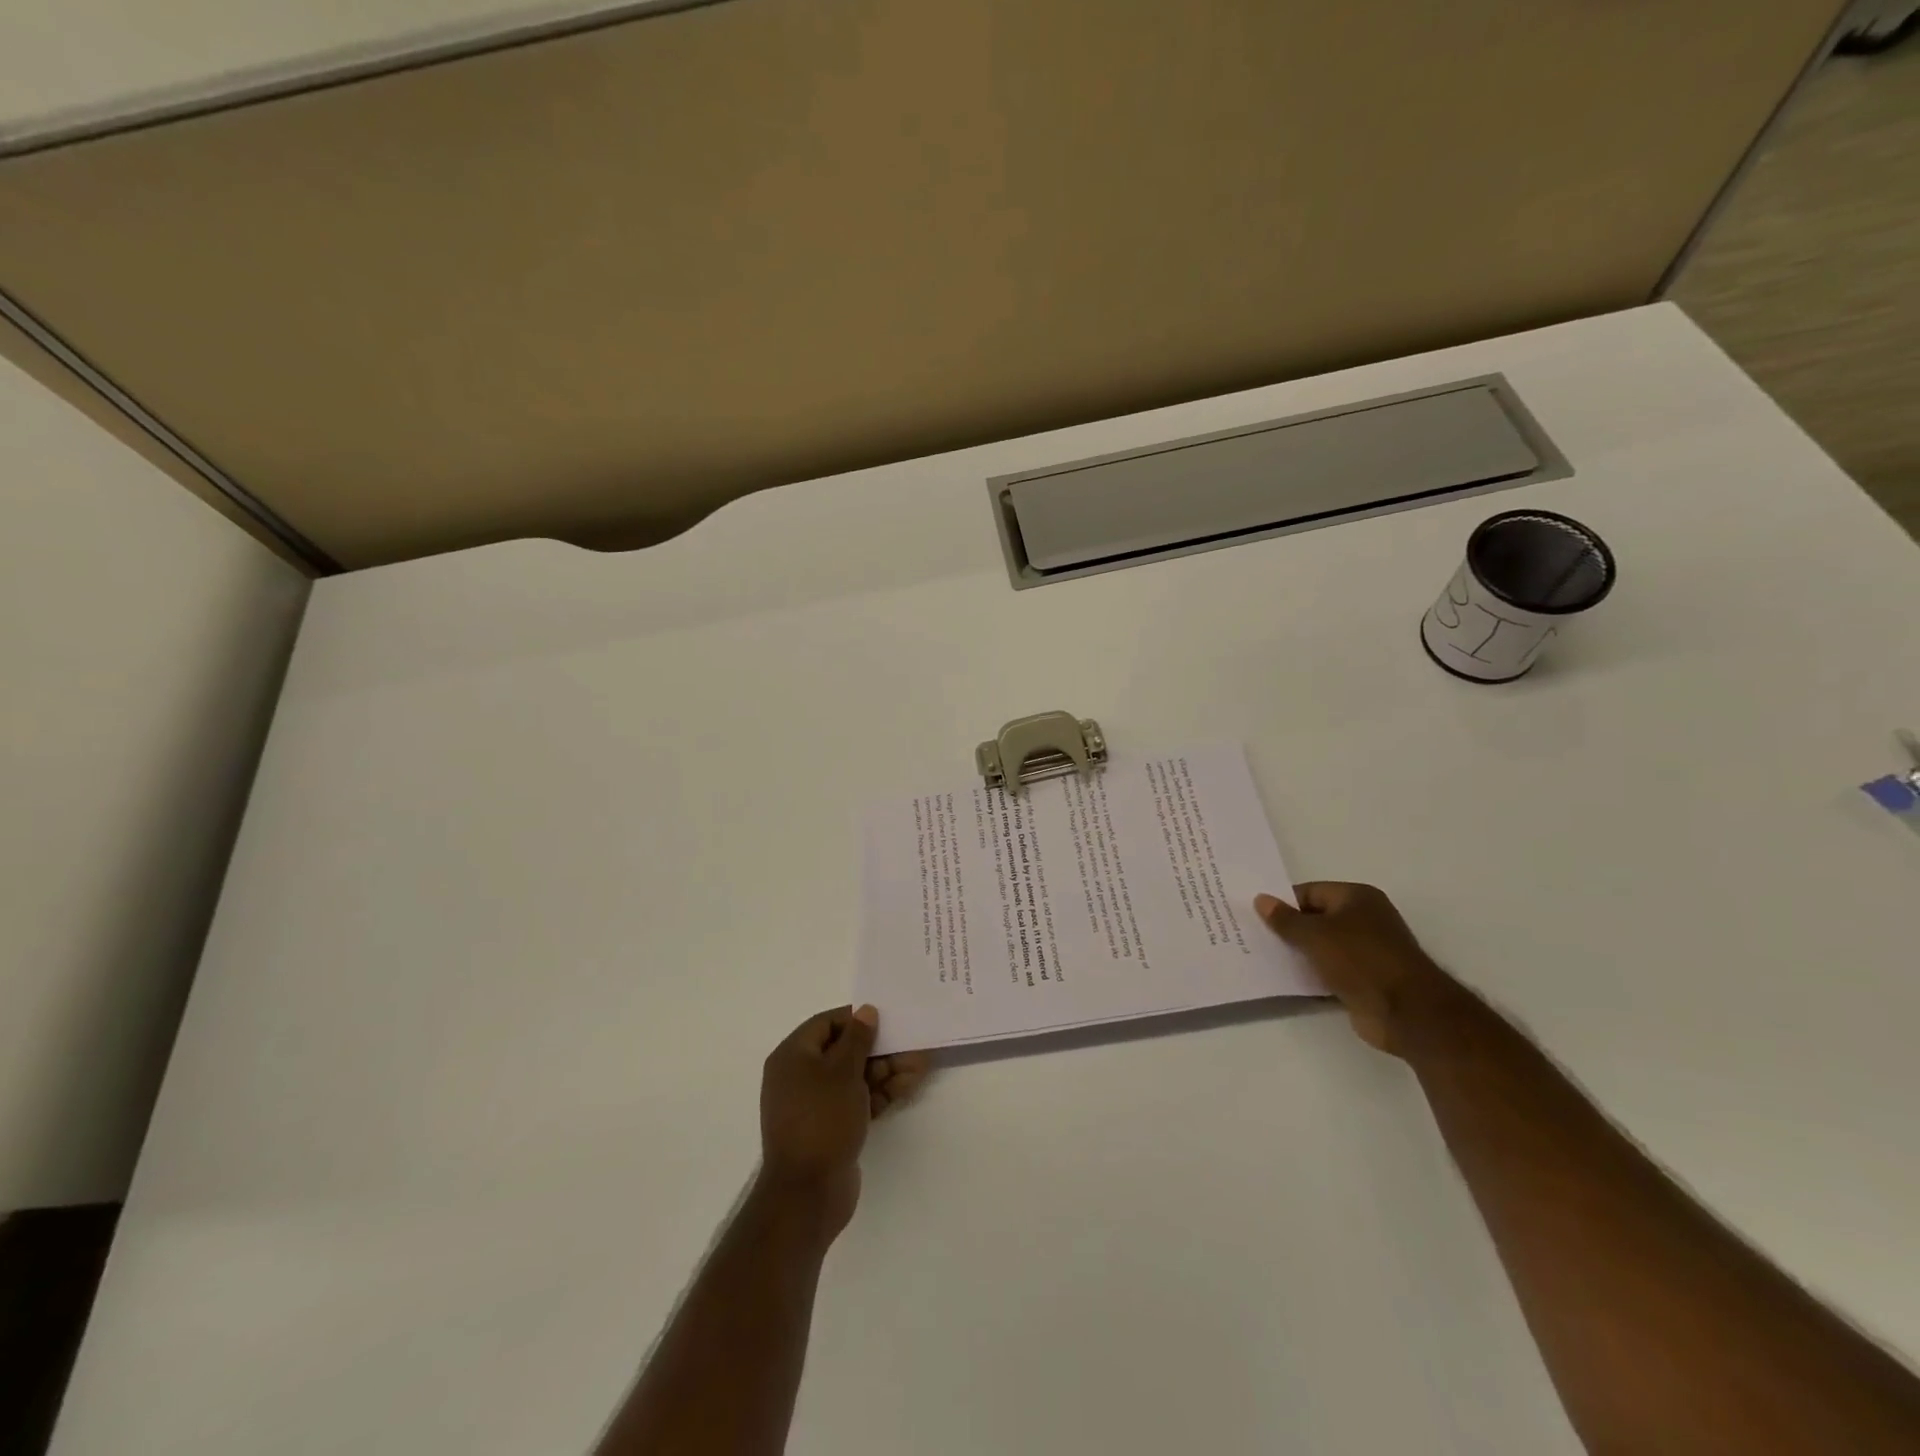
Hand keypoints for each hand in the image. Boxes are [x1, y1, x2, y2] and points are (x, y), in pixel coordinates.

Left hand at [757, 1005, 930, 1237]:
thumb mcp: (842, 1071)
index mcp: (793, 1056)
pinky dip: (880, 1093)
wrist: (807, 1194)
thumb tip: (866, 1011)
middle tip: (912, 1045)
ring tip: (920, 1065)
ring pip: (856, 1077)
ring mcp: (817, 1104)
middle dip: (880, 1049)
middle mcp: (800, 1076)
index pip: (827, 1023)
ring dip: (887, 1071)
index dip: (857, 1019)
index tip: (887, 1019)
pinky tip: (909, 1085)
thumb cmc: (821, 1119)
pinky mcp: (832, 1127)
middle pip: (845, 1051)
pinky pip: (857, 1100)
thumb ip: (858, 1038)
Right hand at [1254, 883, 1467, 1057]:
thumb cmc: (1360, 959)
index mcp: (1357, 897)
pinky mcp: (1366, 979)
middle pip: (1317, 918)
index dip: (1283, 903)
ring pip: (1322, 945)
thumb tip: (1260, 899)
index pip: (1310, 892)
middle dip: (1289, 927)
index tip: (1256, 915)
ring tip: (1264, 955)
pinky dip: (1313, 972)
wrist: (1407, 1012)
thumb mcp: (1314, 934)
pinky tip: (1289, 977)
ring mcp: (1367, 950)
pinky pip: (1331, 969)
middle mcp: (1365, 919)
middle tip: (1255, 935)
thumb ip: (1285, 919)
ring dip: (1300, 952)